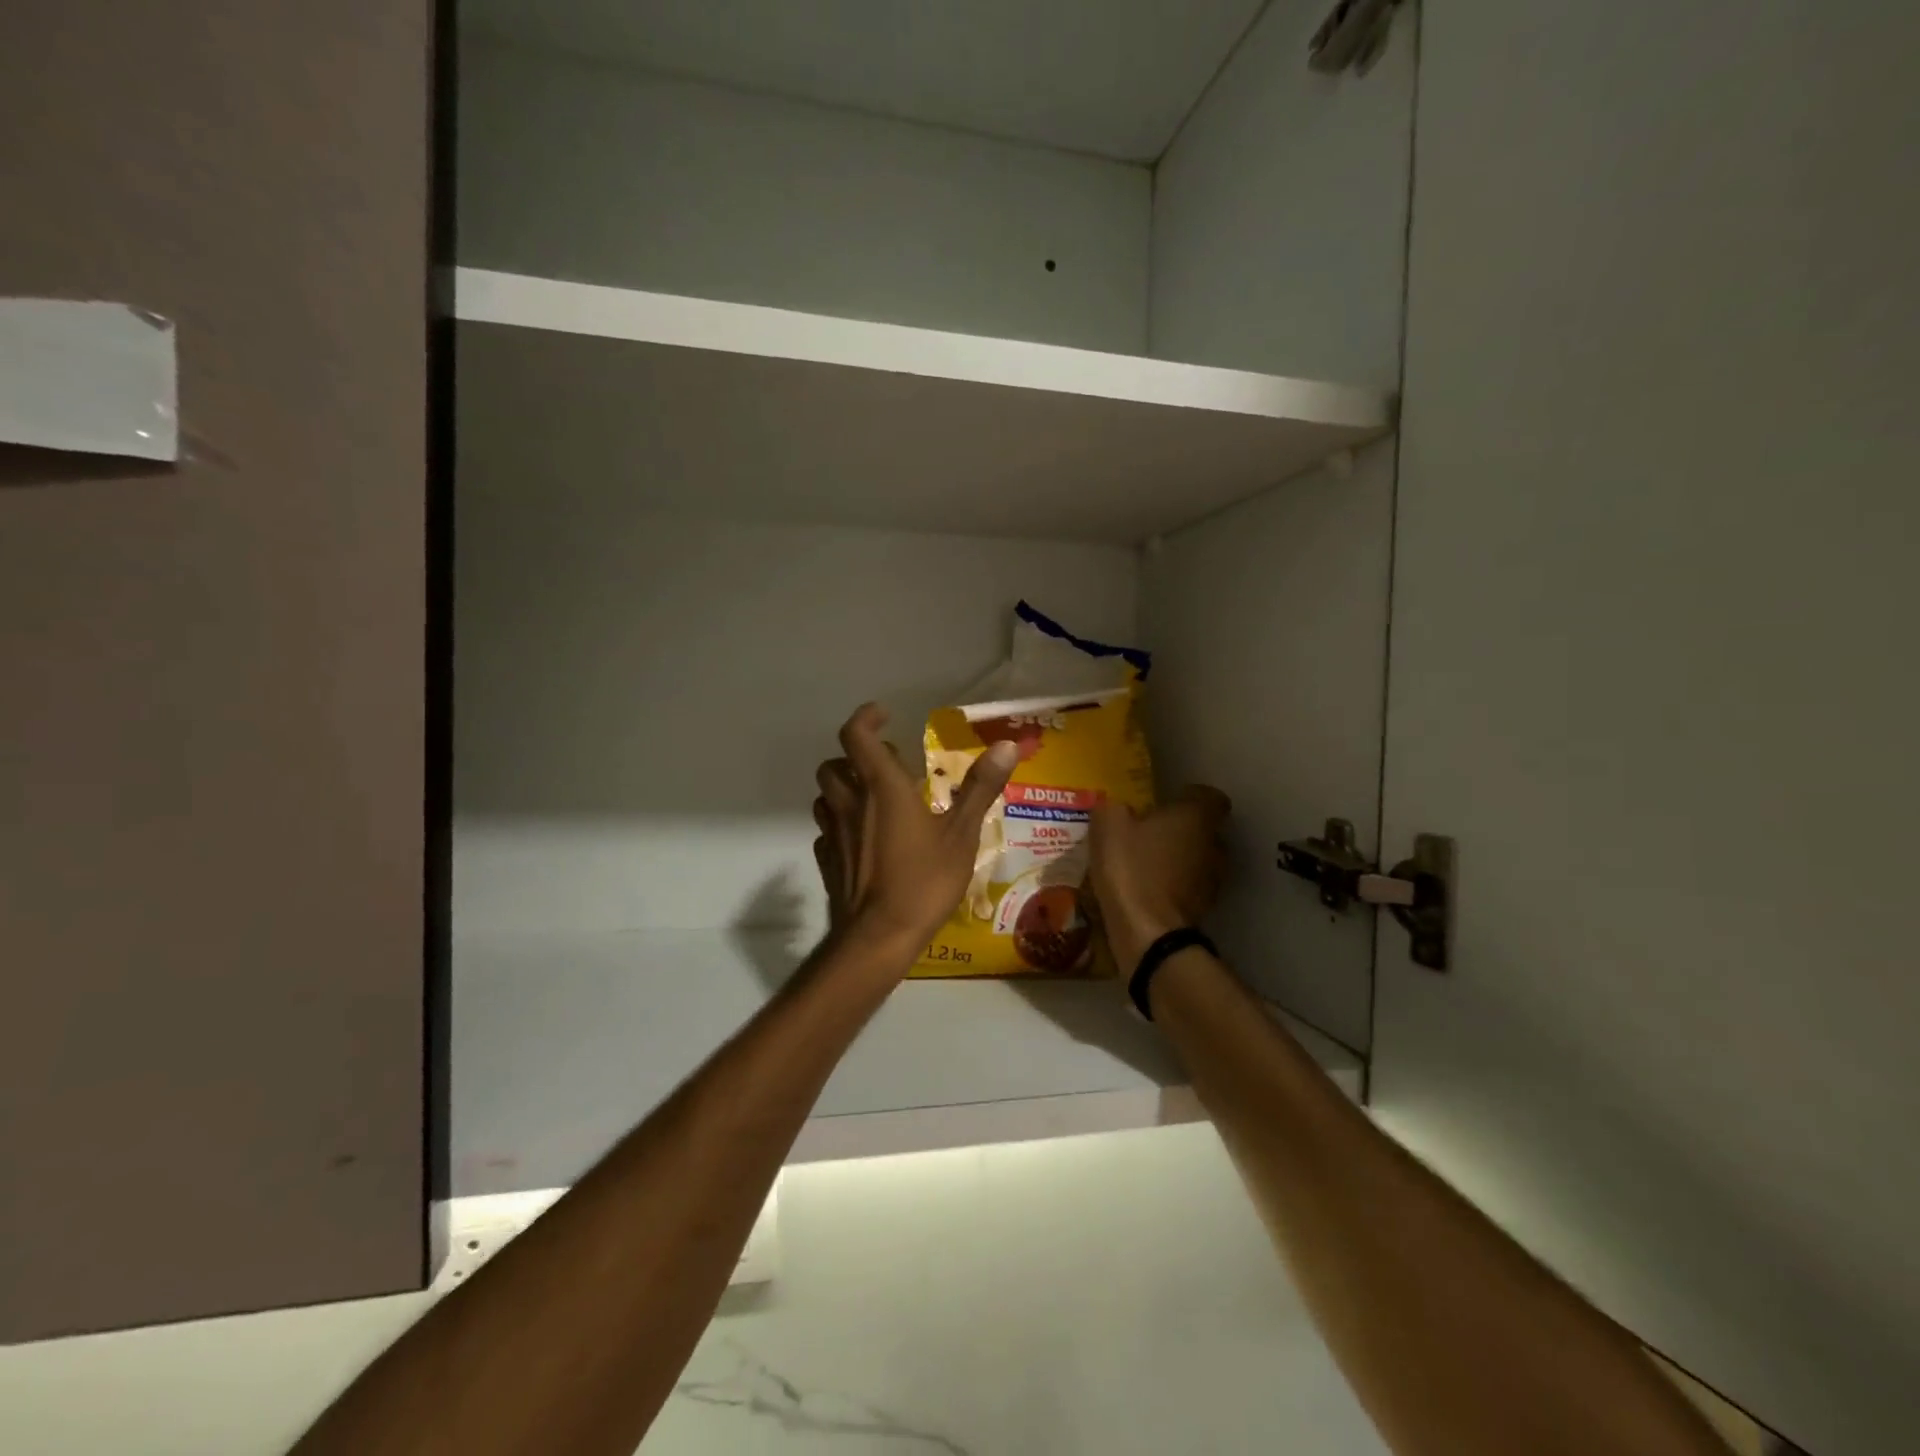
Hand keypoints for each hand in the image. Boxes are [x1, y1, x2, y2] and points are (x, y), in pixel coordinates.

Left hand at [812, 703, 1018, 955]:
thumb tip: (1007, 745)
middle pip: (835, 765)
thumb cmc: (923, 881)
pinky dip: (841, 823)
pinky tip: (862, 840)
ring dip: (845, 789)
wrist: (878, 938)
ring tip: (874, 801)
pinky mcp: (827, 861)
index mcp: (881, 788)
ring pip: (826, 796)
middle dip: (856, 758)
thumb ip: (980, 788)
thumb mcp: (962, 834)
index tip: (883, 715)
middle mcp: (850, 804)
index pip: (856, 735)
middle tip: (888, 768)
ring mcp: (833, 834)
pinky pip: (827, 830)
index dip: (865, 718)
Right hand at [1088, 787, 1231, 974]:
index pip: (1209, 796)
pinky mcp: (1203, 908)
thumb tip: (1119, 810)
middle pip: (1204, 829)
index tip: (1165, 802)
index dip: (1189, 797)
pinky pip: (1188, 887)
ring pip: (1198, 859)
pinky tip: (1146, 890)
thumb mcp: (1108, 825)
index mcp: (1197, 817)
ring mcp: (1213, 879)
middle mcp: (1214, 844)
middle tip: (1149, 832)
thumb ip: (1114, 808)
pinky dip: (1172, 886)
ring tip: (1145, 863)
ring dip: (1177, 859)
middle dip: (1181, 829)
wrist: (1147, 932)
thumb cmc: (1131, 867)